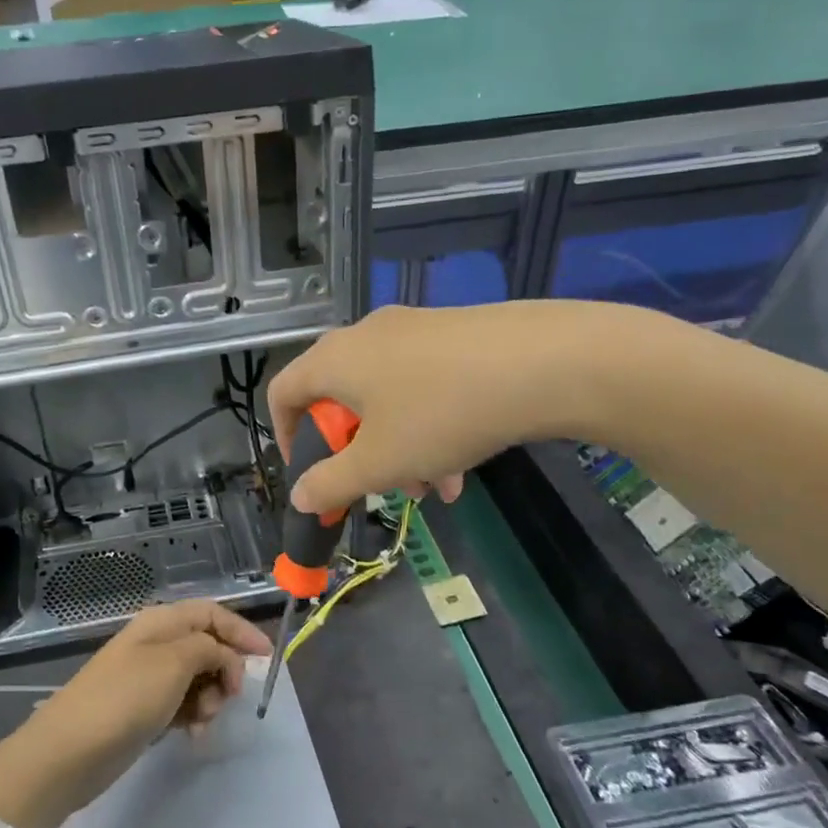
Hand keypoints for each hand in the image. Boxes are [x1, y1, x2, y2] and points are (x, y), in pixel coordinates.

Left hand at [0, 601, 271, 827]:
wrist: (68, 753)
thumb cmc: (125, 699)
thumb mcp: (174, 663)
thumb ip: (209, 648)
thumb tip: (223, 654)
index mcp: (160, 623)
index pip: (211, 614)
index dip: (241, 631)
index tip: (266, 659)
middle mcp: (155, 644)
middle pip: (207, 646)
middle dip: (225, 670)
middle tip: (228, 699)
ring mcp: (147, 678)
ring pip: (198, 678)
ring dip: (211, 698)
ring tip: (204, 722)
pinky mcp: (143, 710)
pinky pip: (182, 705)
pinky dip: (194, 717)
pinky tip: (193, 736)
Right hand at [267, 302, 616, 515]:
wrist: (545, 361)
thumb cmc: (441, 414)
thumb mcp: (379, 462)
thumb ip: (330, 483)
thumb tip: (298, 496)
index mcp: (334, 360)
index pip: (282, 392)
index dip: (284, 437)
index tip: (309, 474)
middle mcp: (366, 336)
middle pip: (340, 401)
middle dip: (358, 453)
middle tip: (382, 486)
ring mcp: (413, 330)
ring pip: (387, 399)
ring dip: (399, 449)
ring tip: (435, 488)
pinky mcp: (454, 335)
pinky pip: (423, 386)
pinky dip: (429, 426)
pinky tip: (462, 465)